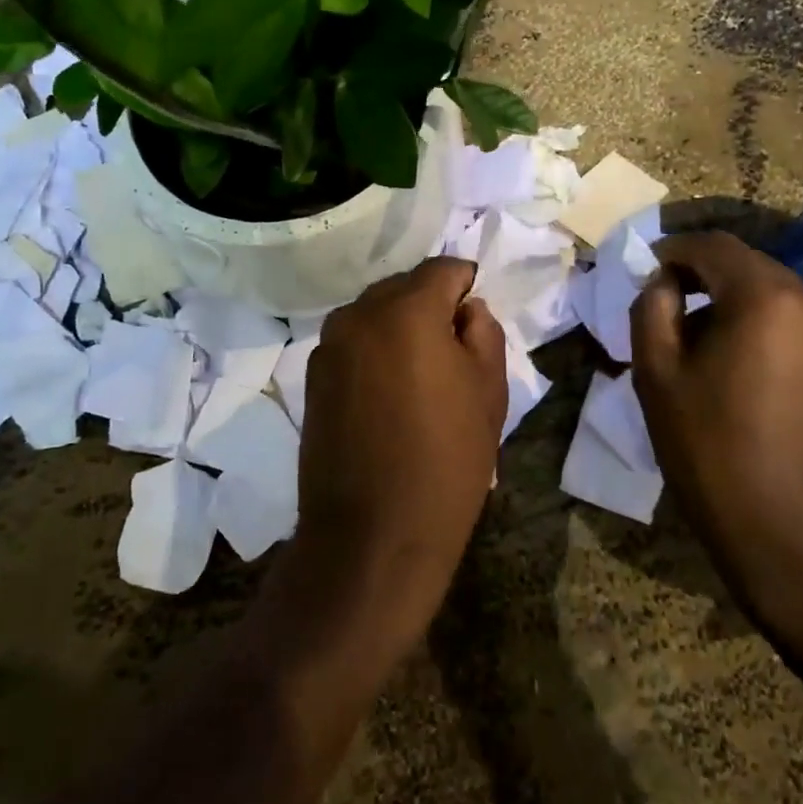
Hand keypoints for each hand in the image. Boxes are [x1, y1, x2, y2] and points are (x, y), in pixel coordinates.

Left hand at [291, 257, 506, 652]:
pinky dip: (375, 350)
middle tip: (453, 349)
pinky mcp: (313, 376)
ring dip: (400, 327)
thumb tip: (465, 309)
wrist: (372, 534)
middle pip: (404, 286)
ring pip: (375, 313)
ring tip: (421, 375)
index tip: (475, 318)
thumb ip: (483, 331)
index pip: (443, 269)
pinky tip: (389, 393)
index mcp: (407, 309)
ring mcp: (329, 345)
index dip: (466, 285)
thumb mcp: (489, 391)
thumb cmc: (446, 461)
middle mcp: (359, 314)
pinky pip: (354, 343)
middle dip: (431, 304)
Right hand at [630, 231, 802, 629]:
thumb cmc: (709, 448)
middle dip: (701, 275)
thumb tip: (663, 282)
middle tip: (663, 302)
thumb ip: (652, 308)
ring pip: (770, 292)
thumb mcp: (657, 373)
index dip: (674, 250)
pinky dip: (756, 322)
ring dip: (729, 300)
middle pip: (747, 265)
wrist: (785, 530)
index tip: (645, 269)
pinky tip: (731, 359)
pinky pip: (791, 320)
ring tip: (693, 338)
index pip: (714, 246)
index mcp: (765, 298)